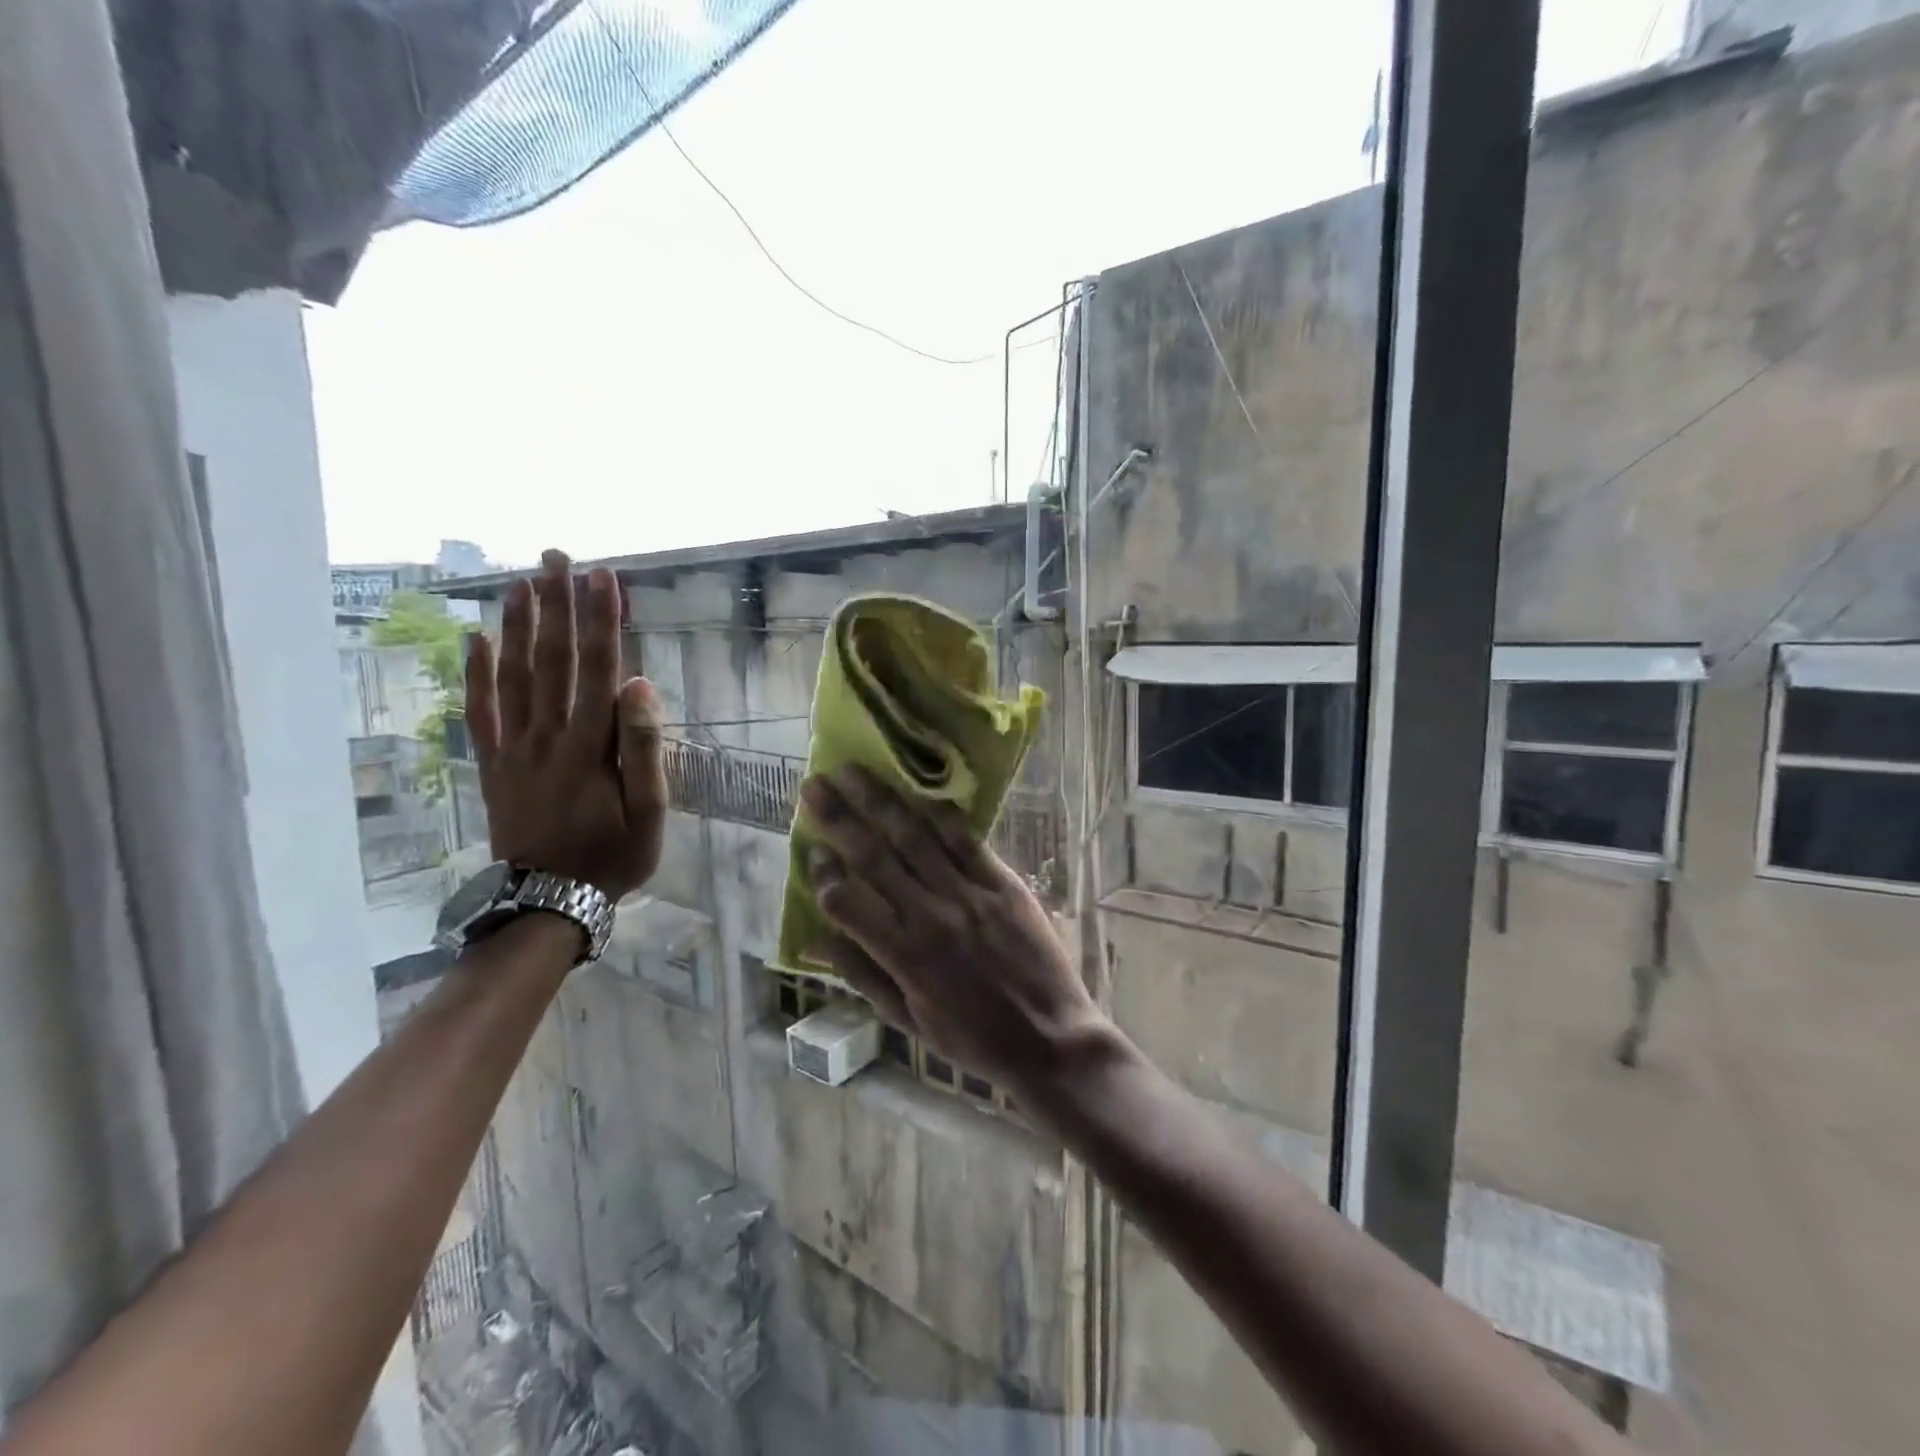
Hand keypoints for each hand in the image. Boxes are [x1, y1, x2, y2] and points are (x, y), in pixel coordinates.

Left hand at [464, 550, 665, 900]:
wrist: (549, 900)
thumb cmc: (611, 856)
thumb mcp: (649, 812)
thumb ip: (644, 747)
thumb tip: (639, 684)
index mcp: (590, 744)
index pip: (598, 668)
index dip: (601, 620)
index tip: (604, 577)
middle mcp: (547, 734)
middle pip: (551, 659)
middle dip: (556, 605)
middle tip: (555, 557)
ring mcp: (514, 748)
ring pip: (513, 675)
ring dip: (517, 626)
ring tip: (521, 583)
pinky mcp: (494, 764)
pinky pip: (481, 711)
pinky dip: (476, 675)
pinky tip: (475, 641)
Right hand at [801, 767, 1110, 1098]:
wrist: (1049, 1039)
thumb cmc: (972, 1038)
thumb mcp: (907, 1019)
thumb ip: (861, 974)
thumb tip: (815, 938)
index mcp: (904, 955)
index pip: (847, 901)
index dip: (823, 874)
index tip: (812, 851)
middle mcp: (932, 916)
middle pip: (875, 855)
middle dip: (840, 817)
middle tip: (814, 785)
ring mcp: (971, 895)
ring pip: (917, 837)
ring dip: (882, 801)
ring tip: (855, 772)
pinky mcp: (1005, 884)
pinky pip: (967, 841)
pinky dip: (940, 815)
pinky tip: (919, 793)